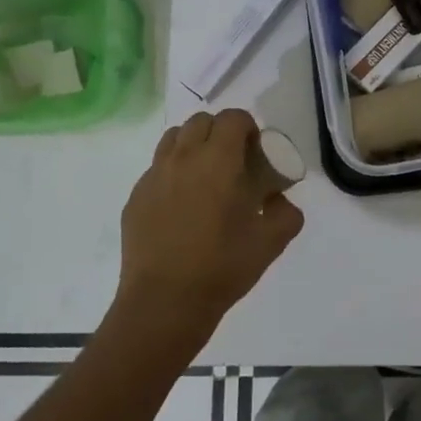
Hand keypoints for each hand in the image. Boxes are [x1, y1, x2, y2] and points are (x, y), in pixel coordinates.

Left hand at [113, 109, 303, 354]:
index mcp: (218, 161)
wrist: (164, 302)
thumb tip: (278, 200)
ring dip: (193, 146)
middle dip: (220, 133)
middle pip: (201, 121)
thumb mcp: (271, 242)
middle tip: (233, 163)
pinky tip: (181, 206)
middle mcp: (183, 158)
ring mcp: (153, 176)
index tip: (256, 153)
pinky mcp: (135, 197)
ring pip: (174, 139)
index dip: (248, 128)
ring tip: (205, 177)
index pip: (232, 118)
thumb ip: (286, 213)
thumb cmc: (222, 267)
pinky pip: (156, 169)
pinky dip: (172, 173)